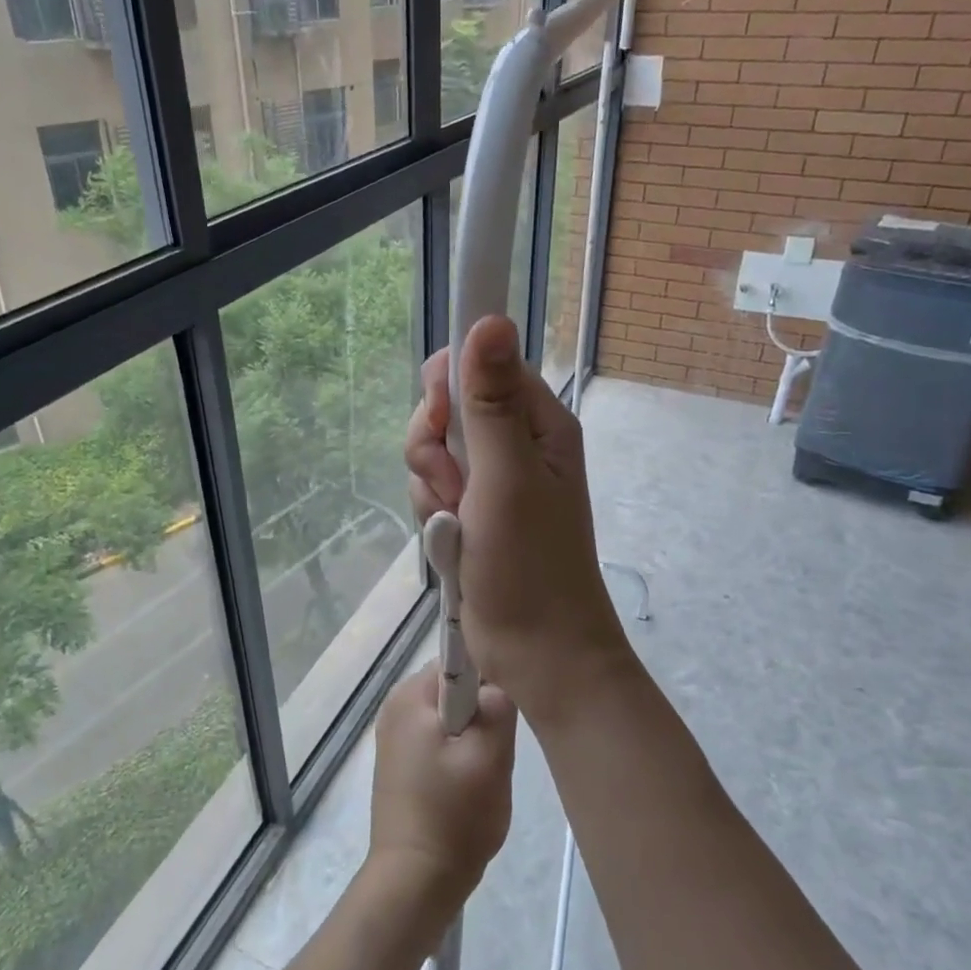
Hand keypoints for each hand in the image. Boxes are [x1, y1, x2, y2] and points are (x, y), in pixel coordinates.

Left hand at [367, 664, 515, 933]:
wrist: (413, 882)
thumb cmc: (453, 816)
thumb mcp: (490, 756)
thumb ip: (498, 706)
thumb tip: (496, 685)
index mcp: (410, 696)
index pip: (459, 658)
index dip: (490, 676)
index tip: (509, 706)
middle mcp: (395, 706)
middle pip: (454, 687)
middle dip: (482, 711)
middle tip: (498, 748)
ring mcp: (394, 736)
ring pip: (450, 716)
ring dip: (473, 736)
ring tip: (485, 771)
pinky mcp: (399, 764)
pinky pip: (438, 739)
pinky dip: (458, 753)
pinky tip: (469, 785)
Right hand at [404, 316, 631, 721]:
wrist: (536, 652)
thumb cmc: (530, 563)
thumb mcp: (507, 475)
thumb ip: (491, 401)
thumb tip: (490, 317)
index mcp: (538, 423)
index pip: (482, 367)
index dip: (451, 386)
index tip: (440, 419)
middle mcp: (515, 444)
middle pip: (448, 410)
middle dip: (434, 448)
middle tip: (452, 487)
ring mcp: (491, 481)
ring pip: (433, 454)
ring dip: (432, 488)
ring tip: (455, 524)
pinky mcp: (472, 514)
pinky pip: (433, 492)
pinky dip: (432, 515)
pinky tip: (449, 541)